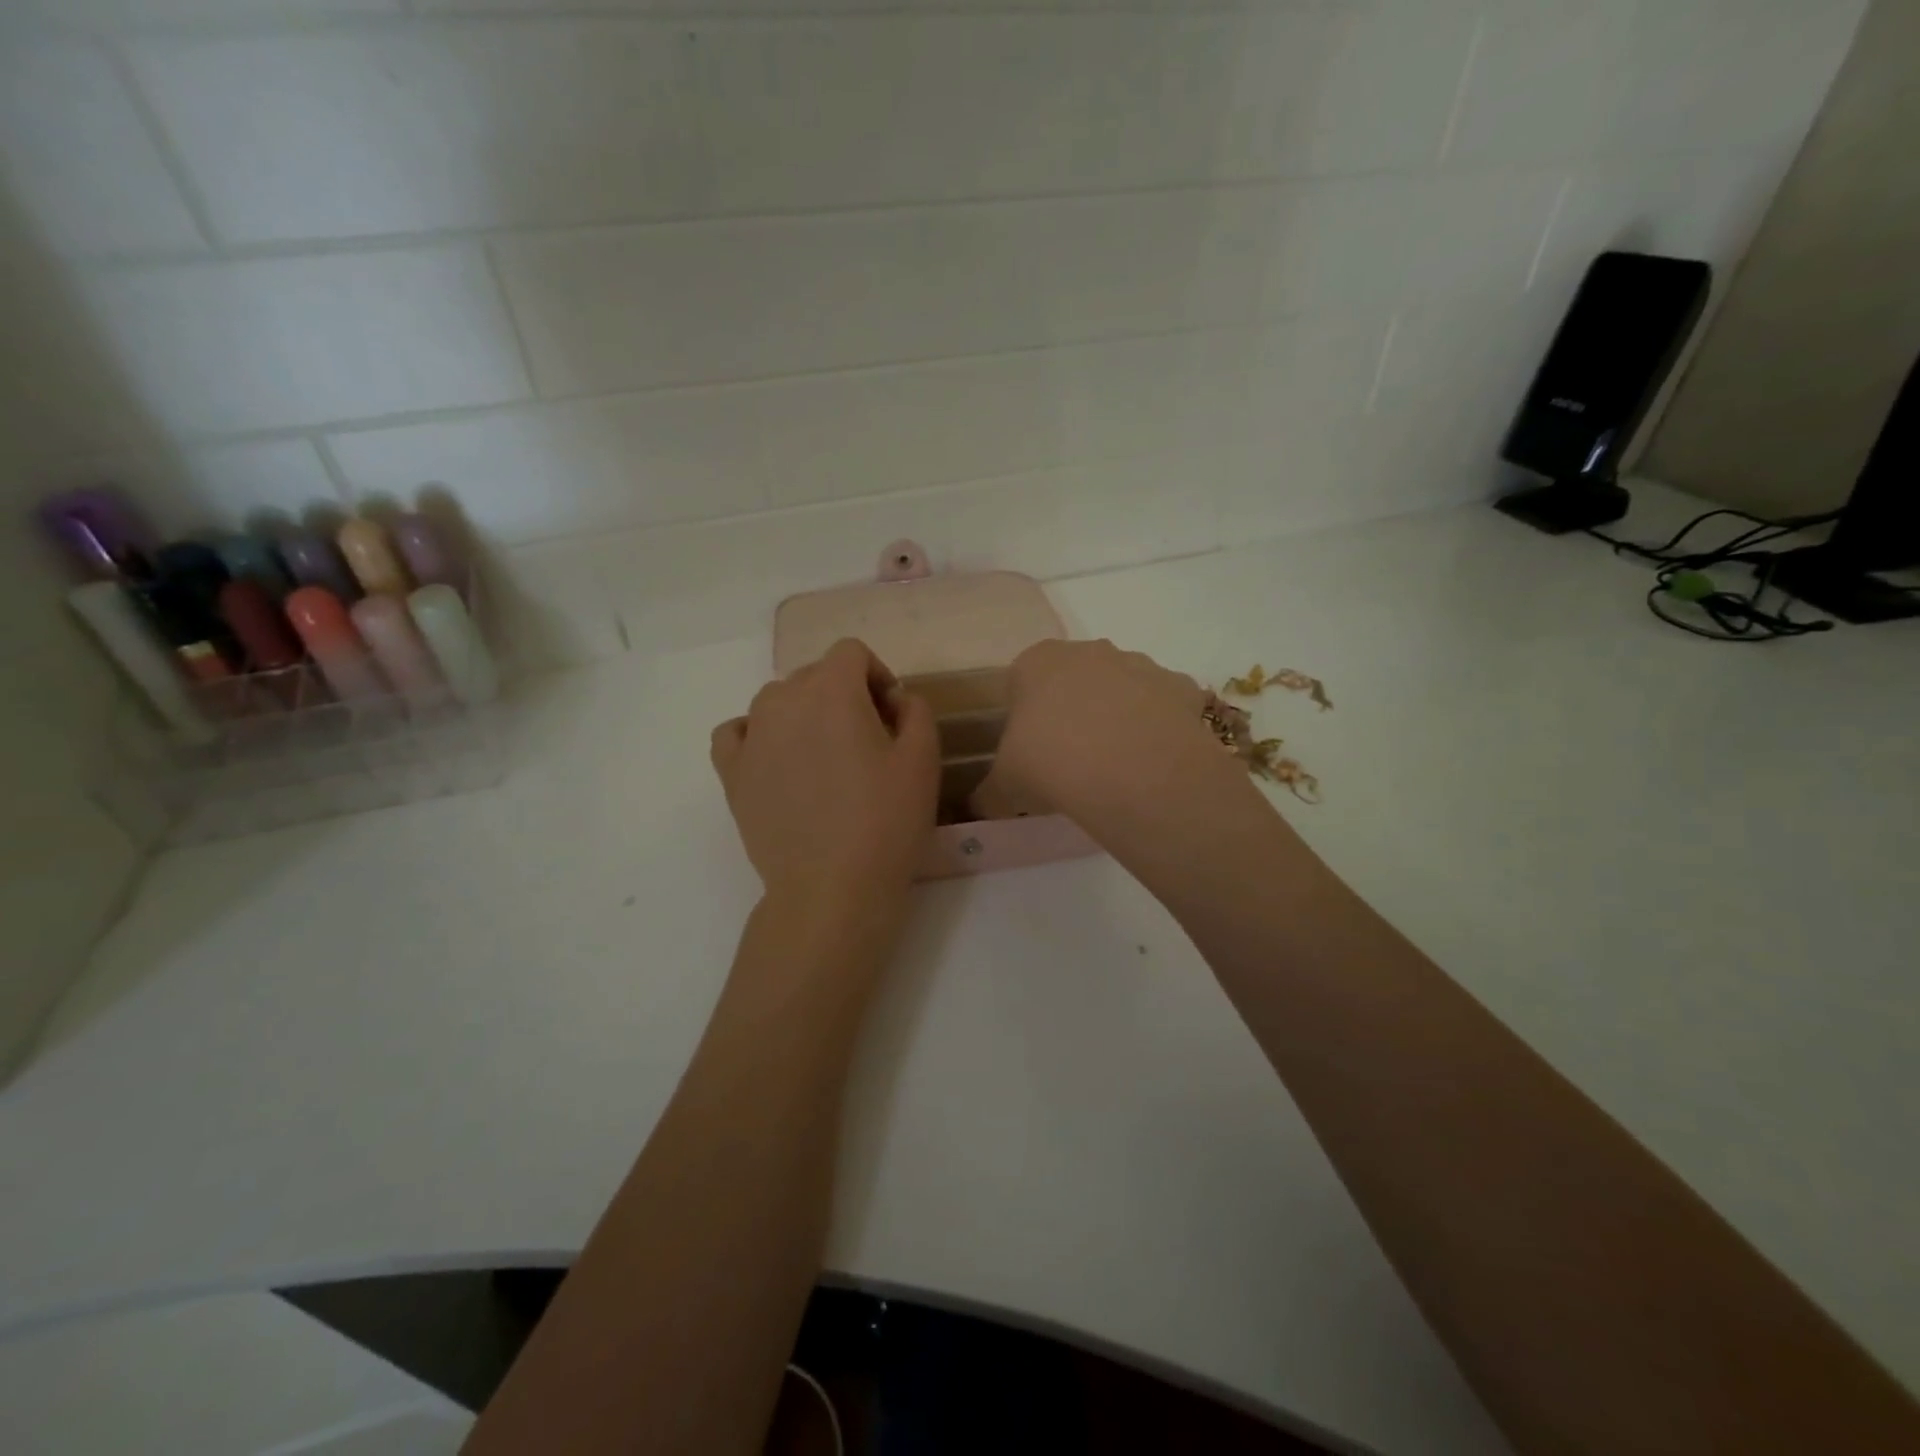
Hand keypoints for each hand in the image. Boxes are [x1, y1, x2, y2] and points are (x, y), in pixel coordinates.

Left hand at [711, 639, 938, 921]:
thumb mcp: (923, 759)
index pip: (851, 652)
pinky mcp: (732, 773)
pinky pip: (737, 732)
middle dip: (844, 694)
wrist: (831, 888)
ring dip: (803, 713)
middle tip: (867, 740)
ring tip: (824, 755)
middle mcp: (783, 700)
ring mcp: (751, 736)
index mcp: (832, 690)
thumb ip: (915, 710)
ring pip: (776, 700)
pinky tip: (776, 758)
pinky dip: (757, 734)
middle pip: (814, 675)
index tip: (891, 714)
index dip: (876, 675)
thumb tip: (892, 700)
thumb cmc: (886, 822)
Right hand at [977, 639, 1253, 845]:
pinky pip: (1163, 706)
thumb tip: (978, 807)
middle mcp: (1089, 651)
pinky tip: (1151, 764)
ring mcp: (1139, 664)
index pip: (1021, 679)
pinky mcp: (1181, 686)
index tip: (1029, 749)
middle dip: (1072, 710)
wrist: (1134, 772)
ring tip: (1114, 766)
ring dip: (1116, 716)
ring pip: (1121, 688)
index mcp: (1037, 661)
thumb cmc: (1052, 764)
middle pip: (1074, 678)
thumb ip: (988, 792)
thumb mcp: (1005, 785)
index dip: (1023, 715)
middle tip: (1069, 758)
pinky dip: (1157, 728)